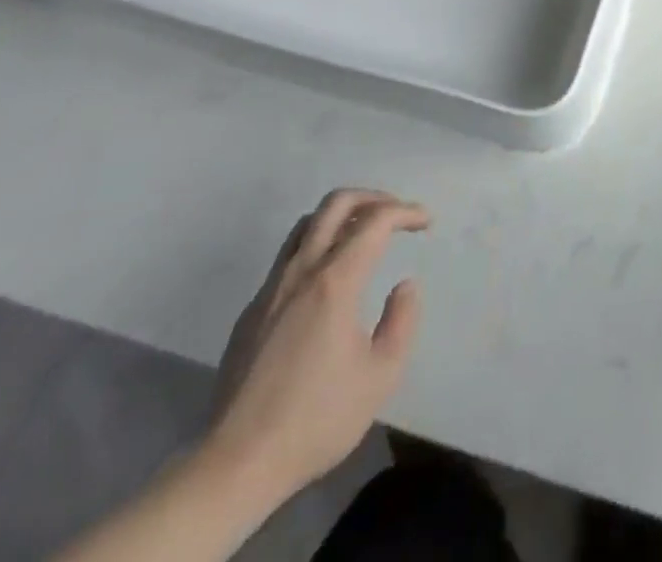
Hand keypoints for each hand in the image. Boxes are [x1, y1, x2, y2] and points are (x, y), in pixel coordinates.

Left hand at [202, 189, 429, 509]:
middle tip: (396, 213)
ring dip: (341, 216)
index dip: (406, 212)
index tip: (425, 223)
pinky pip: (288, 257)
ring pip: (307, 224)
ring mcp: (271, 289)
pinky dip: (318, 246)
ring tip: (364, 234)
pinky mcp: (252, 312)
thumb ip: (402, 321)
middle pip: (336, 203)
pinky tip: (329, 279)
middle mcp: (301, 272)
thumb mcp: (381, 375)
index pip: (376, 221)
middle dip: (373, 197)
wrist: (235, 464)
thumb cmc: (317, 419)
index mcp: (335, 281)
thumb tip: (404, 286)